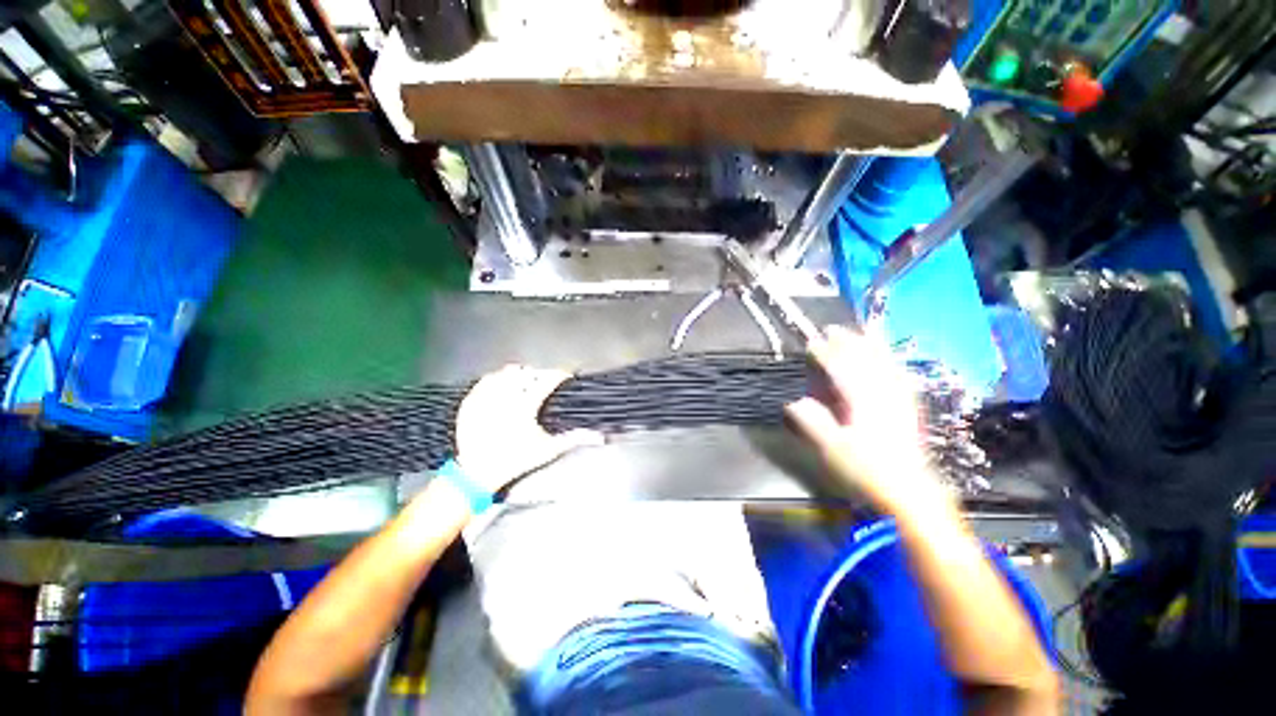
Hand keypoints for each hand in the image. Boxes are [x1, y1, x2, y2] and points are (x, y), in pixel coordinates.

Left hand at [455, 365, 603, 492]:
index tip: (566, 375)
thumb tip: (599, 436)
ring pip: (506, 373)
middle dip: (540, 374)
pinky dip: (497, 378)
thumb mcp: (548, 450)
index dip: (559, 374)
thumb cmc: (516, 460)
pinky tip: (503, 385)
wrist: (478, 473)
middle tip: (547, 381)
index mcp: (525, 407)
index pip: (546, 380)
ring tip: (527, 382)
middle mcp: (504, 398)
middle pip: (527, 373)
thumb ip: (574, 439)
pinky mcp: (471, 401)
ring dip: (520, 374)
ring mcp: (485, 398)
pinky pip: (485, 380)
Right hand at [785, 326, 950, 515]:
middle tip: (834, 329)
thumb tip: (794, 403)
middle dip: (849, 342)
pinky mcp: (908, 408)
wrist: (910, 490)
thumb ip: (813, 423)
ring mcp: (899, 400)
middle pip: (865, 360)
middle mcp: (883, 395)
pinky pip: (900, 375)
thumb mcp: (833, 449)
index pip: (842, 369)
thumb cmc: (868, 470)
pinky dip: (892, 362)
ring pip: (885, 364)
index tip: (813, 342)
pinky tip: (890, 359)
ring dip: (872, 346)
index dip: (827, 354)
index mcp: (863, 402)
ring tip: (863, 331)